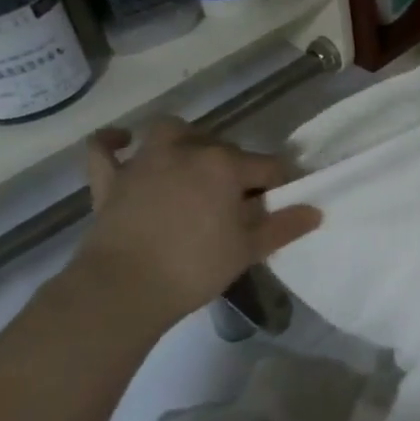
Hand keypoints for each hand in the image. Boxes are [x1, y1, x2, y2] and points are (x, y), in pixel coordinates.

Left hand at [66, 120, 321, 334]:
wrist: (124, 288)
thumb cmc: (195, 267)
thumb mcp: (248, 250)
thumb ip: (283, 227)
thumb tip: (314, 211)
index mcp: (225, 165)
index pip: (267, 167)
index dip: (278, 185)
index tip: (279, 206)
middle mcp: (187, 151)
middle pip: (223, 147)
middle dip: (236, 167)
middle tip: (238, 200)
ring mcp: (144, 161)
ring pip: (170, 131)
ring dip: (185, 139)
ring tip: (193, 160)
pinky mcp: (110, 179)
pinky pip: (105, 149)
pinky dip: (113, 142)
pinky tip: (123, 142)